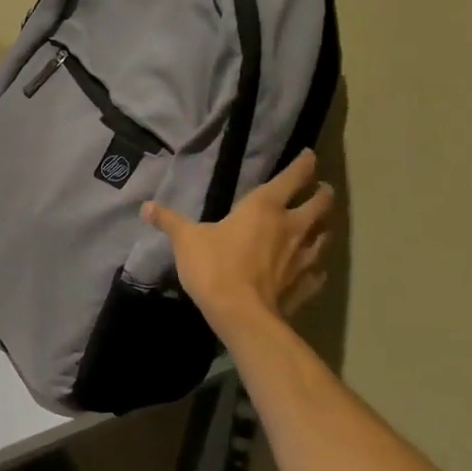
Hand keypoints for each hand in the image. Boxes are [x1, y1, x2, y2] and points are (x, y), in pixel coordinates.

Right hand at [143, 150, 335, 341]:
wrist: (242, 315)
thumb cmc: (215, 267)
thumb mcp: (186, 240)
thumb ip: (169, 221)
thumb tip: (146, 207)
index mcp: (264, 208)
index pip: (293, 178)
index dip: (304, 164)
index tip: (311, 155)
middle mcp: (292, 227)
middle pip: (320, 204)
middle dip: (323, 193)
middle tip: (322, 189)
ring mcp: (304, 257)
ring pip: (325, 234)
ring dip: (324, 227)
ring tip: (320, 225)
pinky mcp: (306, 284)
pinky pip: (319, 270)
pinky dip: (317, 265)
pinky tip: (313, 268)